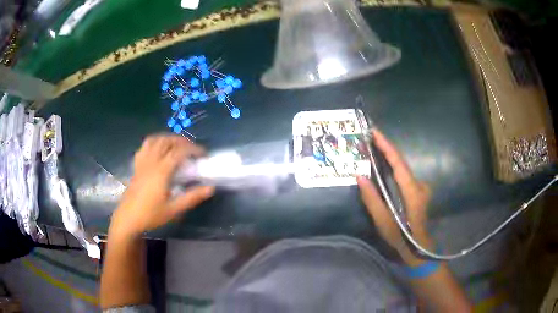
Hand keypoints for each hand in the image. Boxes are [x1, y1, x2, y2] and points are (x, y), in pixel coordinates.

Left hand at [110, 135, 214, 237]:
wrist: (128, 219)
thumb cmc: (151, 215)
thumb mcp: (174, 209)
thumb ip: (192, 197)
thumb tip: (210, 188)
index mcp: (161, 171)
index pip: (179, 151)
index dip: (193, 149)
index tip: (203, 154)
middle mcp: (151, 162)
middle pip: (166, 141)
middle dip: (181, 141)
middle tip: (192, 149)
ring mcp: (142, 162)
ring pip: (155, 140)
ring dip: (168, 139)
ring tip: (176, 146)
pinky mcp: (136, 166)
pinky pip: (145, 147)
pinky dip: (154, 143)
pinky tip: (158, 150)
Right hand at [357, 129, 432, 264]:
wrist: (420, 249)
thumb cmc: (402, 238)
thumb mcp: (384, 223)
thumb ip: (372, 200)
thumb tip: (360, 176)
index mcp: (412, 191)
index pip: (398, 162)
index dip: (386, 145)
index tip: (374, 132)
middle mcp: (419, 184)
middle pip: (401, 161)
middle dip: (385, 148)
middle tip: (367, 139)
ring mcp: (421, 187)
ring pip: (402, 167)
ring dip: (388, 157)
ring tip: (371, 149)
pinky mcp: (419, 191)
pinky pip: (404, 174)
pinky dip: (393, 167)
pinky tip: (382, 166)